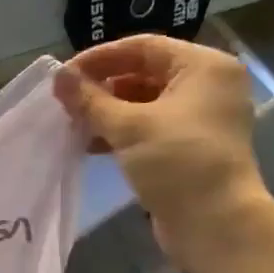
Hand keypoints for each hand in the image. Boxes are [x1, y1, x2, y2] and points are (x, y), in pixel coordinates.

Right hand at [54, 36, 270, 271]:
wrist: (216, 224)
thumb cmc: (177, 162)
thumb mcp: (128, 127)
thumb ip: (90, 100)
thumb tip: (58, 76)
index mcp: (203, 67)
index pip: (143, 47)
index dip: (101, 57)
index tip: (65, 75)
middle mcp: (207, 86)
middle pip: (144, 73)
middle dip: (103, 87)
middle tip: (66, 101)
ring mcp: (200, 119)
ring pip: (144, 103)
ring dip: (108, 112)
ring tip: (73, 124)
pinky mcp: (189, 147)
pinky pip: (150, 128)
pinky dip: (121, 132)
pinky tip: (91, 145)